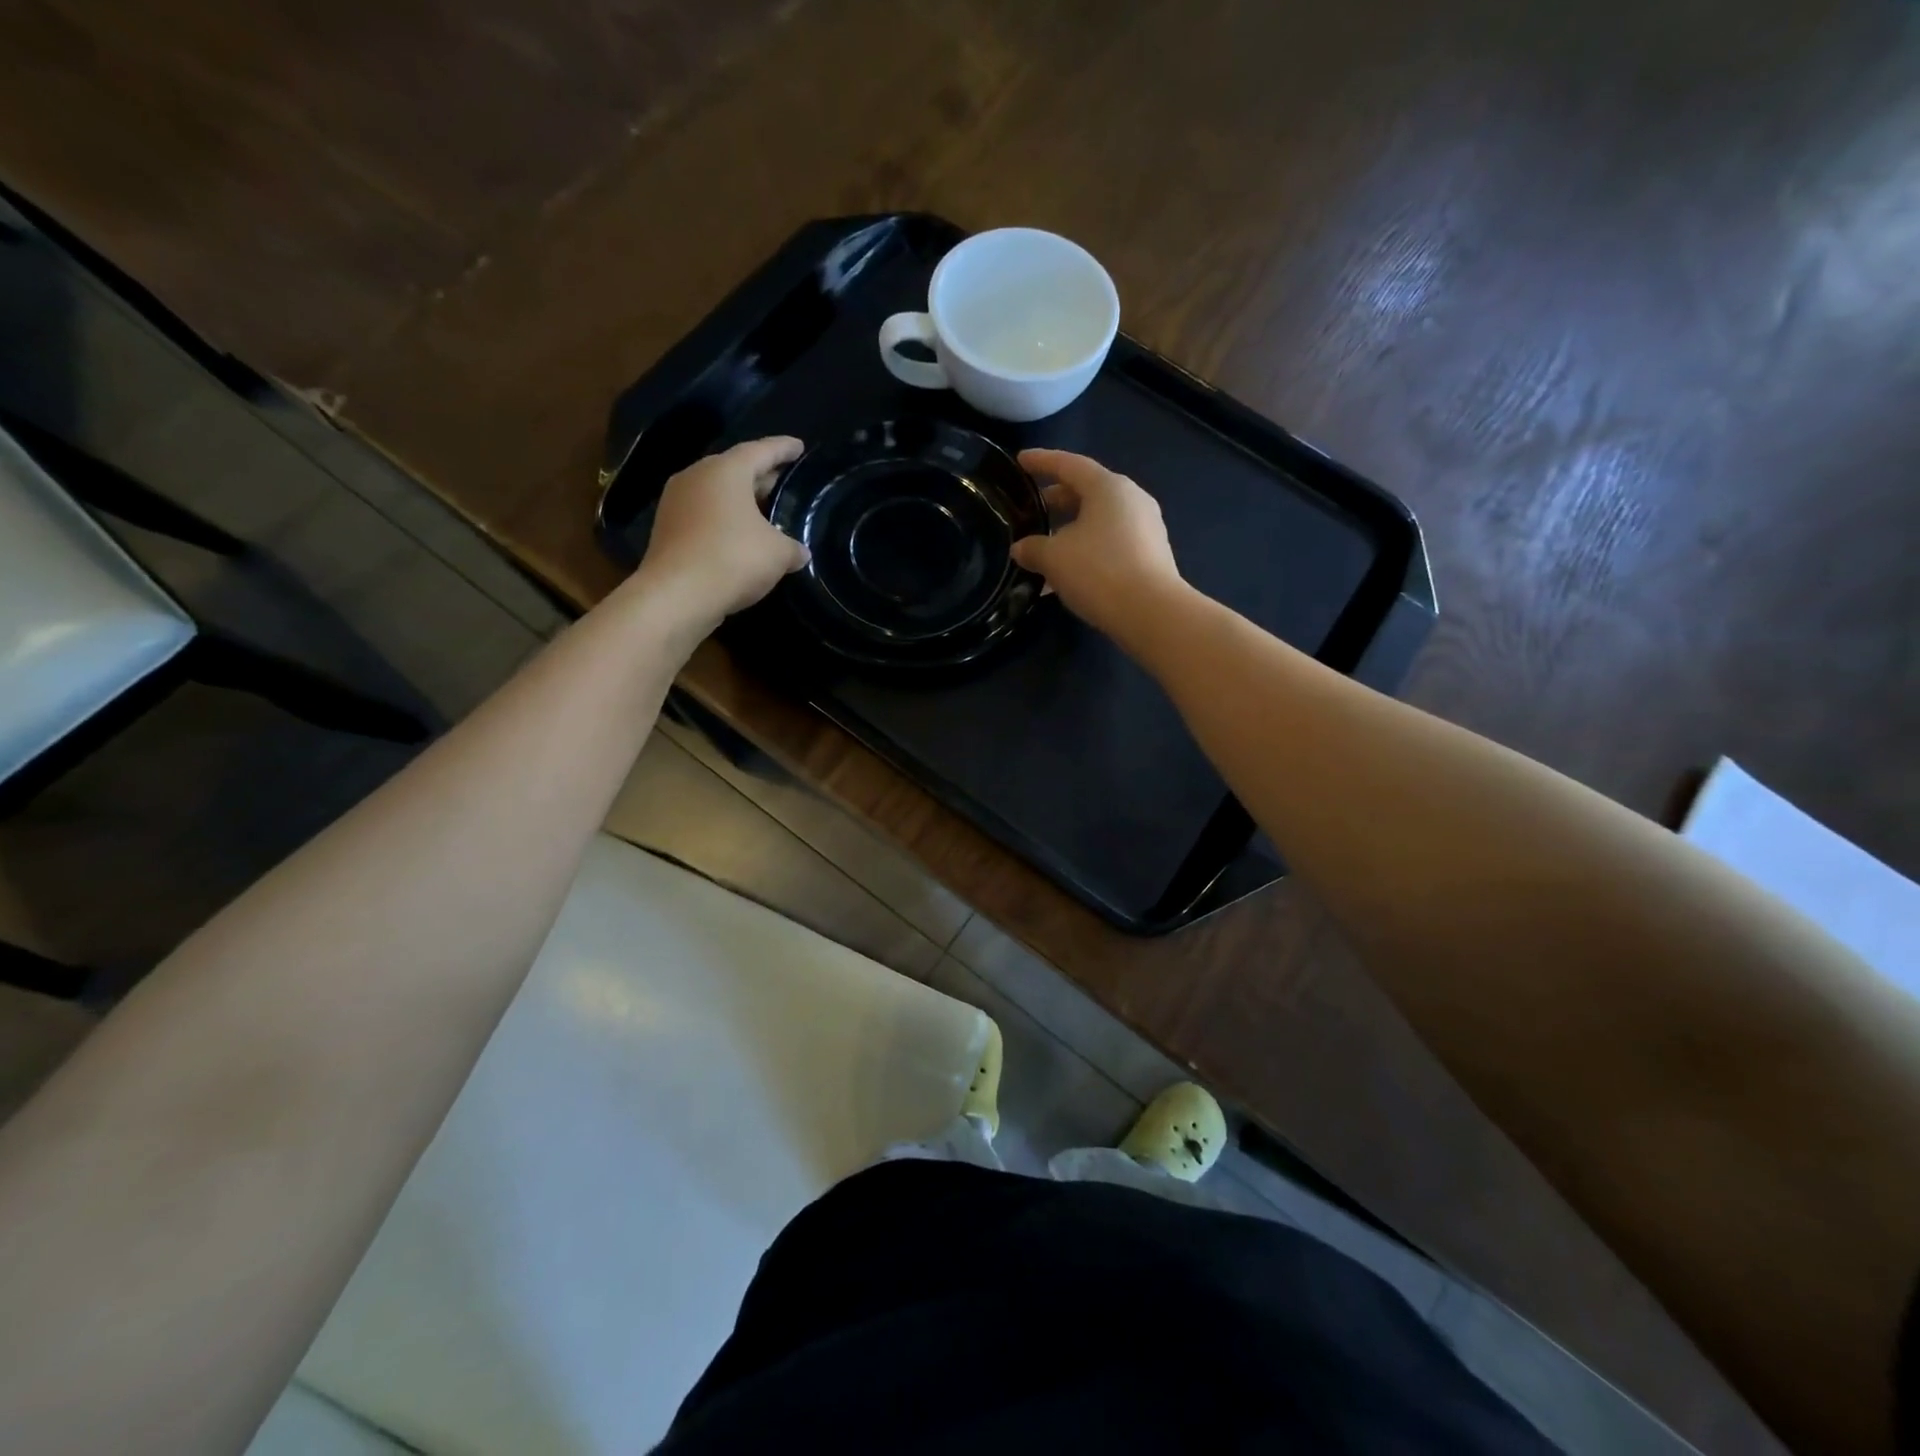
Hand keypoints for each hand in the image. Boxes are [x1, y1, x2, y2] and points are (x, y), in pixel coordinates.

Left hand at [634, 436, 809, 631]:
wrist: (677, 595)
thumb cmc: (733, 559)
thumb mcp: (778, 554)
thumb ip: (793, 548)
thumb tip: (800, 552)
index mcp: (726, 471)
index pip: (761, 450)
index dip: (783, 448)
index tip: (799, 447)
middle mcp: (697, 477)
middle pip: (735, 469)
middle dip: (761, 476)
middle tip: (784, 484)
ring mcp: (676, 502)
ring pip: (717, 493)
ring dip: (741, 501)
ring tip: (765, 514)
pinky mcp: (667, 529)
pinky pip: (704, 515)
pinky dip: (724, 521)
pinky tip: (741, 538)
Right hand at [1010, 449, 1184, 644]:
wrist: (1151, 613)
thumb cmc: (1099, 571)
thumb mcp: (1054, 558)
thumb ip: (1032, 548)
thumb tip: (1021, 548)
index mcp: (1108, 487)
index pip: (1069, 464)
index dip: (1042, 461)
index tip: (1020, 461)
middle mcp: (1132, 499)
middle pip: (1087, 491)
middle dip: (1057, 500)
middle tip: (1031, 509)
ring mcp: (1146, 528)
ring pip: (1099, 520)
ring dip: (1071, 530)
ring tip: (1046, 548)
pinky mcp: (1151, 555)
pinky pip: (1111, 543)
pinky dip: (1087, 549)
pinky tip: (1068, 573)